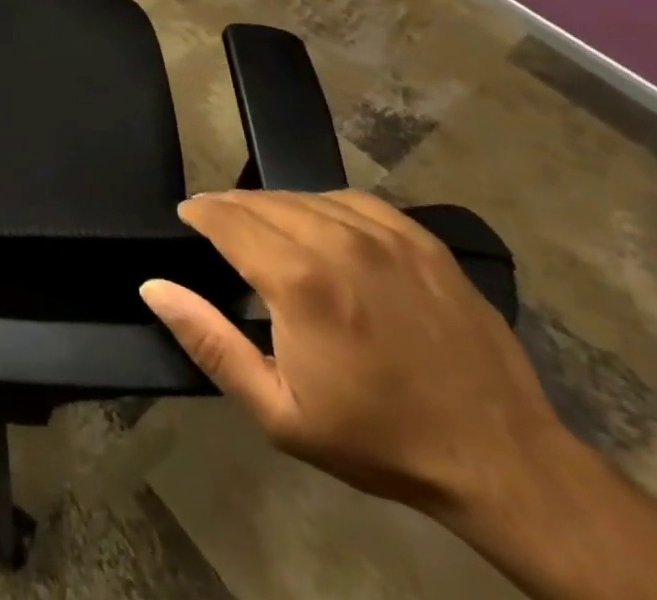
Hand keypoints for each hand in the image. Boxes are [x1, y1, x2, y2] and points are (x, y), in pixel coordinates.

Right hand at [140, 189, 561, 515]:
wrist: (503, 460)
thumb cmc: (379, 439)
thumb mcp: (279, 411)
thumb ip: (209, 342)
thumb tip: (153, 286)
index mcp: (298, 279)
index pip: (224, 217)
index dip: (198, 214)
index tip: (187, 220)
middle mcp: (336, 240)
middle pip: (258, 201)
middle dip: (229, 210)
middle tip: (219, 232)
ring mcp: (383, 233)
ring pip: (301, 196)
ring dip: (271, 207)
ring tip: (265, 231)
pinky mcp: (418, 237)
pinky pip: (348, 200)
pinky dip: (320, 207)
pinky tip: (320, 231)